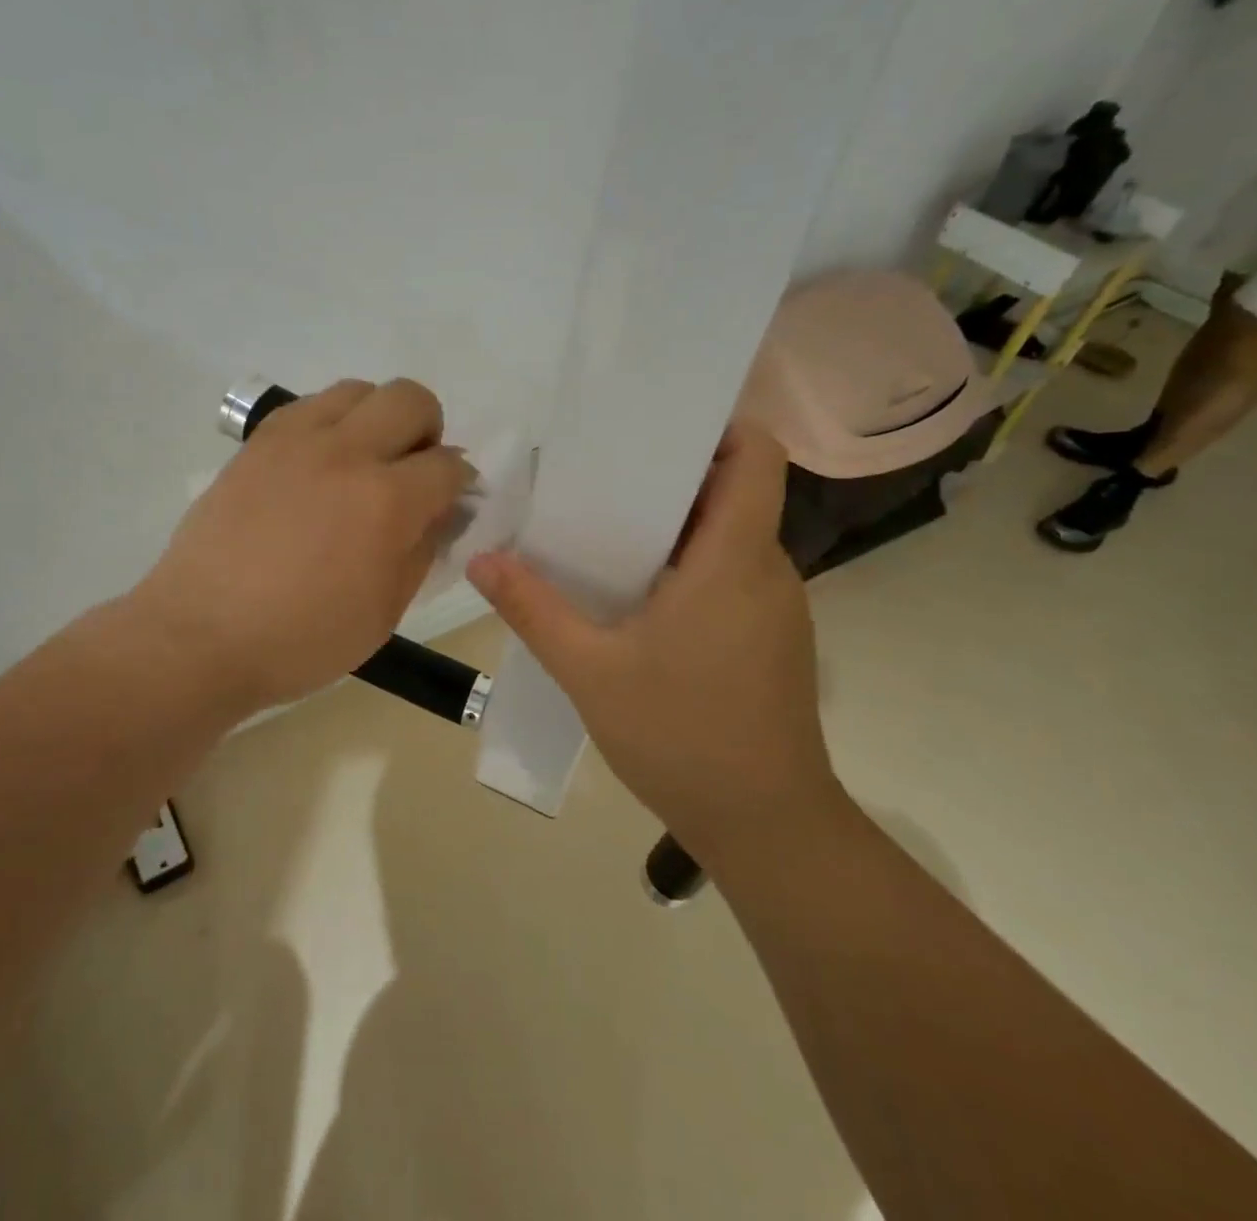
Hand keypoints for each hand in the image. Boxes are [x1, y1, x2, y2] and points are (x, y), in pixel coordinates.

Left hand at [133, 379, 471, 712]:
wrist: (203, 633)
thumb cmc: (302, 639)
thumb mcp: (385, 611)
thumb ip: (422, 551)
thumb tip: (442, 511)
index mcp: (387, 502)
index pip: (448, 465)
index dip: (459, 481)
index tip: (449, 500)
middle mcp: (347, 453)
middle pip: (411, 399)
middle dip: (427, 431)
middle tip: (410, 472)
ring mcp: (297, 439)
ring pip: (359, 390)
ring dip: (377, 418)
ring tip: (363, 461)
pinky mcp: (259, 441)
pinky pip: (310, 405)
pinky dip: (331, 422)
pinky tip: (319, 464)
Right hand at [467, 426, 831, 840]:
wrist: (766, 827)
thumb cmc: (682, 737)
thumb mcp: (590, 671)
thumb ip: (534, 609)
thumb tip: (483, 560)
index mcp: (734, 560)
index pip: (756, 458)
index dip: (716, 429)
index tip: (653, 431)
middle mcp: (766, 570)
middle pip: (732, 492)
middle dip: (667, 478)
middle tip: (597, 480)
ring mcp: (773, 607)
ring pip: (727, 537)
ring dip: (672, 527)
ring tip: (602, 532)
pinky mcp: (768, 638)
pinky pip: (728, 576)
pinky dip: (685, 567)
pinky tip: (633, 597)